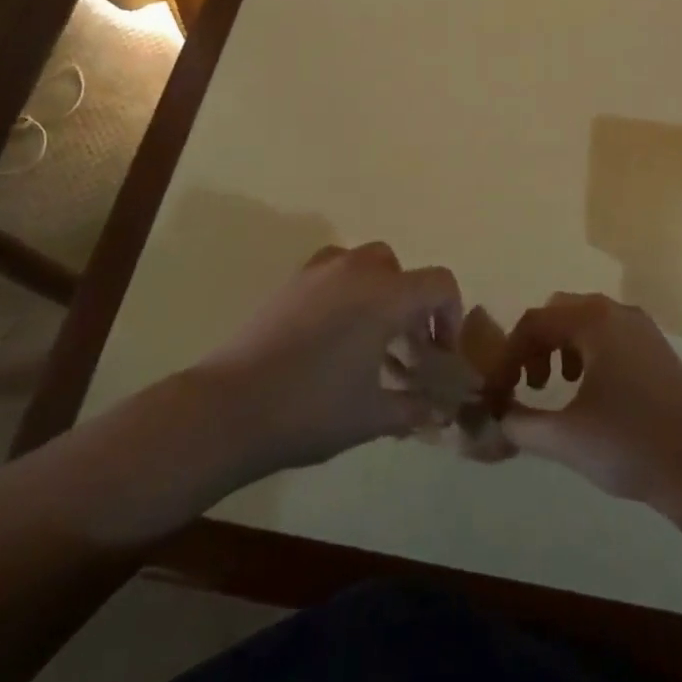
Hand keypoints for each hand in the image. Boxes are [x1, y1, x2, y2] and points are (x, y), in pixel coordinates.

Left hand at [196, 242, 461, 477]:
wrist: (229, 409)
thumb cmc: (311, 410)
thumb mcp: (372, 416)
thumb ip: (413, 408)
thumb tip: (438, 411)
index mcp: (385, 296)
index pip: (439, 284)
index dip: (451, 315)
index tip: (440, 353)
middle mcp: (356, 270)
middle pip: (401, 270)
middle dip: (412, 303)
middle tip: (405, 347)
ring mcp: (318, 272)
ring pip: (364, 264)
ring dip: (378, 292)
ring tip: (368, 339)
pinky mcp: (289, 284)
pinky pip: (332, 271)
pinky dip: (345, 290)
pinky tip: (332, 334)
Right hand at [485, 293, 681, 519]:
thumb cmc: (630, 446)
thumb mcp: (565, 438)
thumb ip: (520, 424)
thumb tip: (495, 417)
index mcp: (594, 321)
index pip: (534, 323)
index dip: (507, 356)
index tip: (496, 393)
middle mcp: (618, 312)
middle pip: (559, 312)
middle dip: (534, 345)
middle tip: (528, 385)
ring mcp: (642, 328)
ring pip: (585, 321)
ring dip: (560, 347)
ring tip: (556, 387)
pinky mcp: (657, 349)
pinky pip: (609, 334)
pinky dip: (587, 352)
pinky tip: (591, 391)